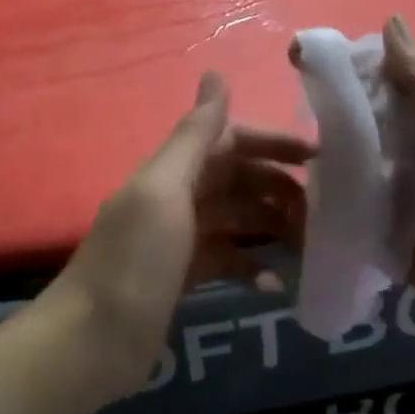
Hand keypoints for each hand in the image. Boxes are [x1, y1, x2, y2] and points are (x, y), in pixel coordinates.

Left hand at [40, 73, 309, 400]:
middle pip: (239, 180)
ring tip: (310, 246)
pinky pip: (228, 261)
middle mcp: (178, 197)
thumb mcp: (164, 190)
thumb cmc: (134, 259)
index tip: (318, 158)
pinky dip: (252, 268)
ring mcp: (181, 239)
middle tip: (322, 212)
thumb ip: (194, 135)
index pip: (231, 141)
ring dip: (273, 227)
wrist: (93, 341)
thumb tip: (214, 72)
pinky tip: (273, 285)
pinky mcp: (185, 277)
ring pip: (239, 220)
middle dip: (279, 189)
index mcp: (173, 171)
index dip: (272, 144)